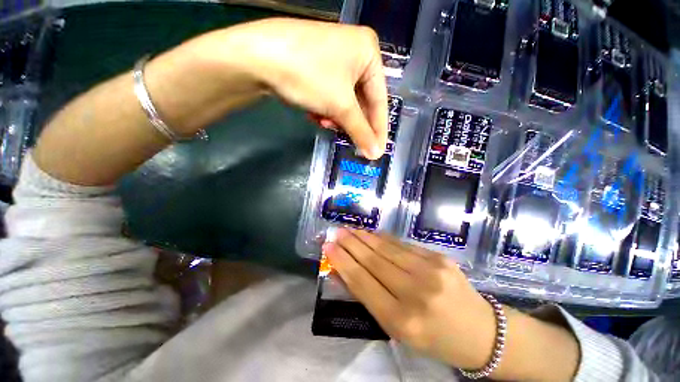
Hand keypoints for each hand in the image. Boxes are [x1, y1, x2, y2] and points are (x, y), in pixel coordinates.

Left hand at [206, 18, 388, 158]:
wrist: (258, 57)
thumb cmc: (309, 75)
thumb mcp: (340, 106)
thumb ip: (361, 132)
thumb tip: (376, 154)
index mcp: (368, 52)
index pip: (380, 100)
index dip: (378, 129)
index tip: (378, 151)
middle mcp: (355, 52)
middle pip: (362, 101)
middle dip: (353, 123)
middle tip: (351, 142)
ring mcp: (335, 59)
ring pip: (345, 101)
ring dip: (337, 117)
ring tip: (325, 122)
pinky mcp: (319, 67)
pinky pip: (332, 95)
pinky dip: (326, 109)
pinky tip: (316, 114)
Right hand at [322, 228, 496, 369]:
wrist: (481, 331)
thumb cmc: (434, 338)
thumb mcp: (398, 329)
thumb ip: (370, 297)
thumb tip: (345, 271)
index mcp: (402, 320)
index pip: (363, 283)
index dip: (342, 262)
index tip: (328, 247)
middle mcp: (416, 293)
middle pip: (373, 261)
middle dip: (351, 244)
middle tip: (336, 232)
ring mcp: (430, 271)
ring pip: (387, 248)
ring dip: (365, 237)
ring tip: (350, 229)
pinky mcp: (439, 257)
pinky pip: (403, 245)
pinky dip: (384, 238)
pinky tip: (373, 234)